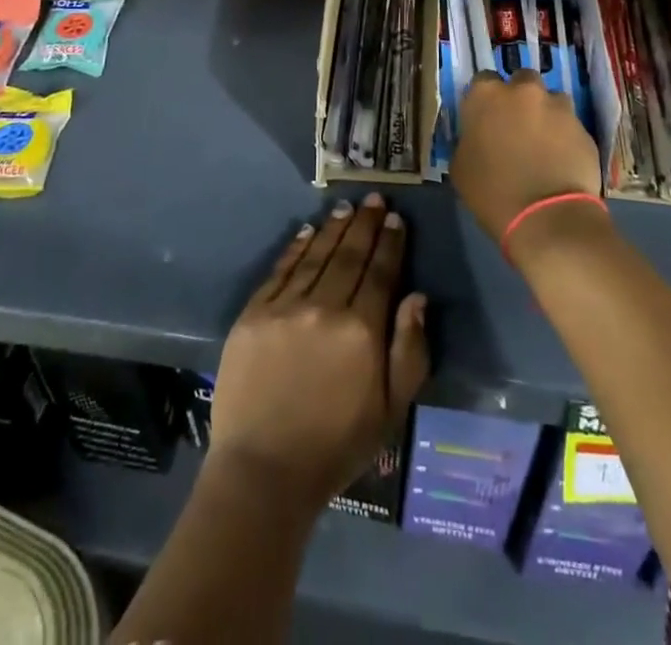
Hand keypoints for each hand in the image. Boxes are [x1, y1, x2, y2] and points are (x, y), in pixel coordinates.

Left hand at [208, 194, 428, 508]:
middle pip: (349, 256)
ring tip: (345, 208)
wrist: (263, 471)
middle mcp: (325, 308)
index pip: (380, 273)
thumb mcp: (390, 410)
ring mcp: (285, 307)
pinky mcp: (253, 313)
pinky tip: (307, 232)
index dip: (389, 243)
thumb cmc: (336, 445)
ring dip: (333, 229)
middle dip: (364, 224)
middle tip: (373, 198)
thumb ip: (409, 350)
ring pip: (316, 256)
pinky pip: (281, 270)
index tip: (395, 218)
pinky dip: (296, 248)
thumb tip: (416, 296)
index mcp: (362, 331)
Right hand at [450, 70, 601, 240]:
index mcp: (486, 95)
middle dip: (519, 98)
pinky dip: (565, 137)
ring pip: (551, 100)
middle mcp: (524, 91)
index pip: (482, 80)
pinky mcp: (583, 128)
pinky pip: (570, 125)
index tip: (485, 118)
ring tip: (542, 143)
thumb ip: (468, 139)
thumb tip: (476, 136)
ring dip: (545, 114)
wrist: (547, 218)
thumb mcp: (460, 166)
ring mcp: (558, 107)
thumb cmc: (492, 192)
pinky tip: (561, 160)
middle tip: (515, 126)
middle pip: (521, 81)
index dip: (485, 100)